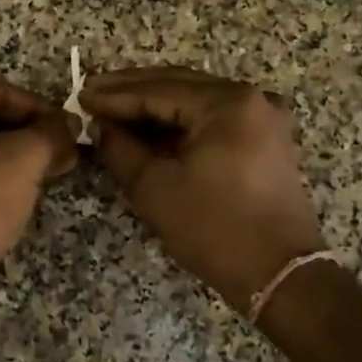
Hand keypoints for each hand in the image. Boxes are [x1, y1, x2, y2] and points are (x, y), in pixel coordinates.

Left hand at [0, 79, 77, 284]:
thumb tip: (71, 122)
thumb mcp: (25, 159)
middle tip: (67, 150)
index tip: (72, 129)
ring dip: (16, 152)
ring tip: (54, 168)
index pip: (0, 91)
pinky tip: (24, 185)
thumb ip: (53, 132)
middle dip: (30, 132)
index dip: (42, 110)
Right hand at [82, 67, 325, 311]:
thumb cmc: (215, 229)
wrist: (280, 276)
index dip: (114, 95)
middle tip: (91, 93)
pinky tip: (148, 127)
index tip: (80, 96)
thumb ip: (120, 148)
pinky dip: (179, 121)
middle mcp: (250, 98)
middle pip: (179, 85)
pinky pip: (212, 118)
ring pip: (195, 100)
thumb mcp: (155, 188)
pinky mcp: (264, 139)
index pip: (157, 90)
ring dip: (154, 105)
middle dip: (132, 90)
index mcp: (227, 103)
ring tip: (112, 108)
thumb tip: (100, 127)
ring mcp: (262, 117)